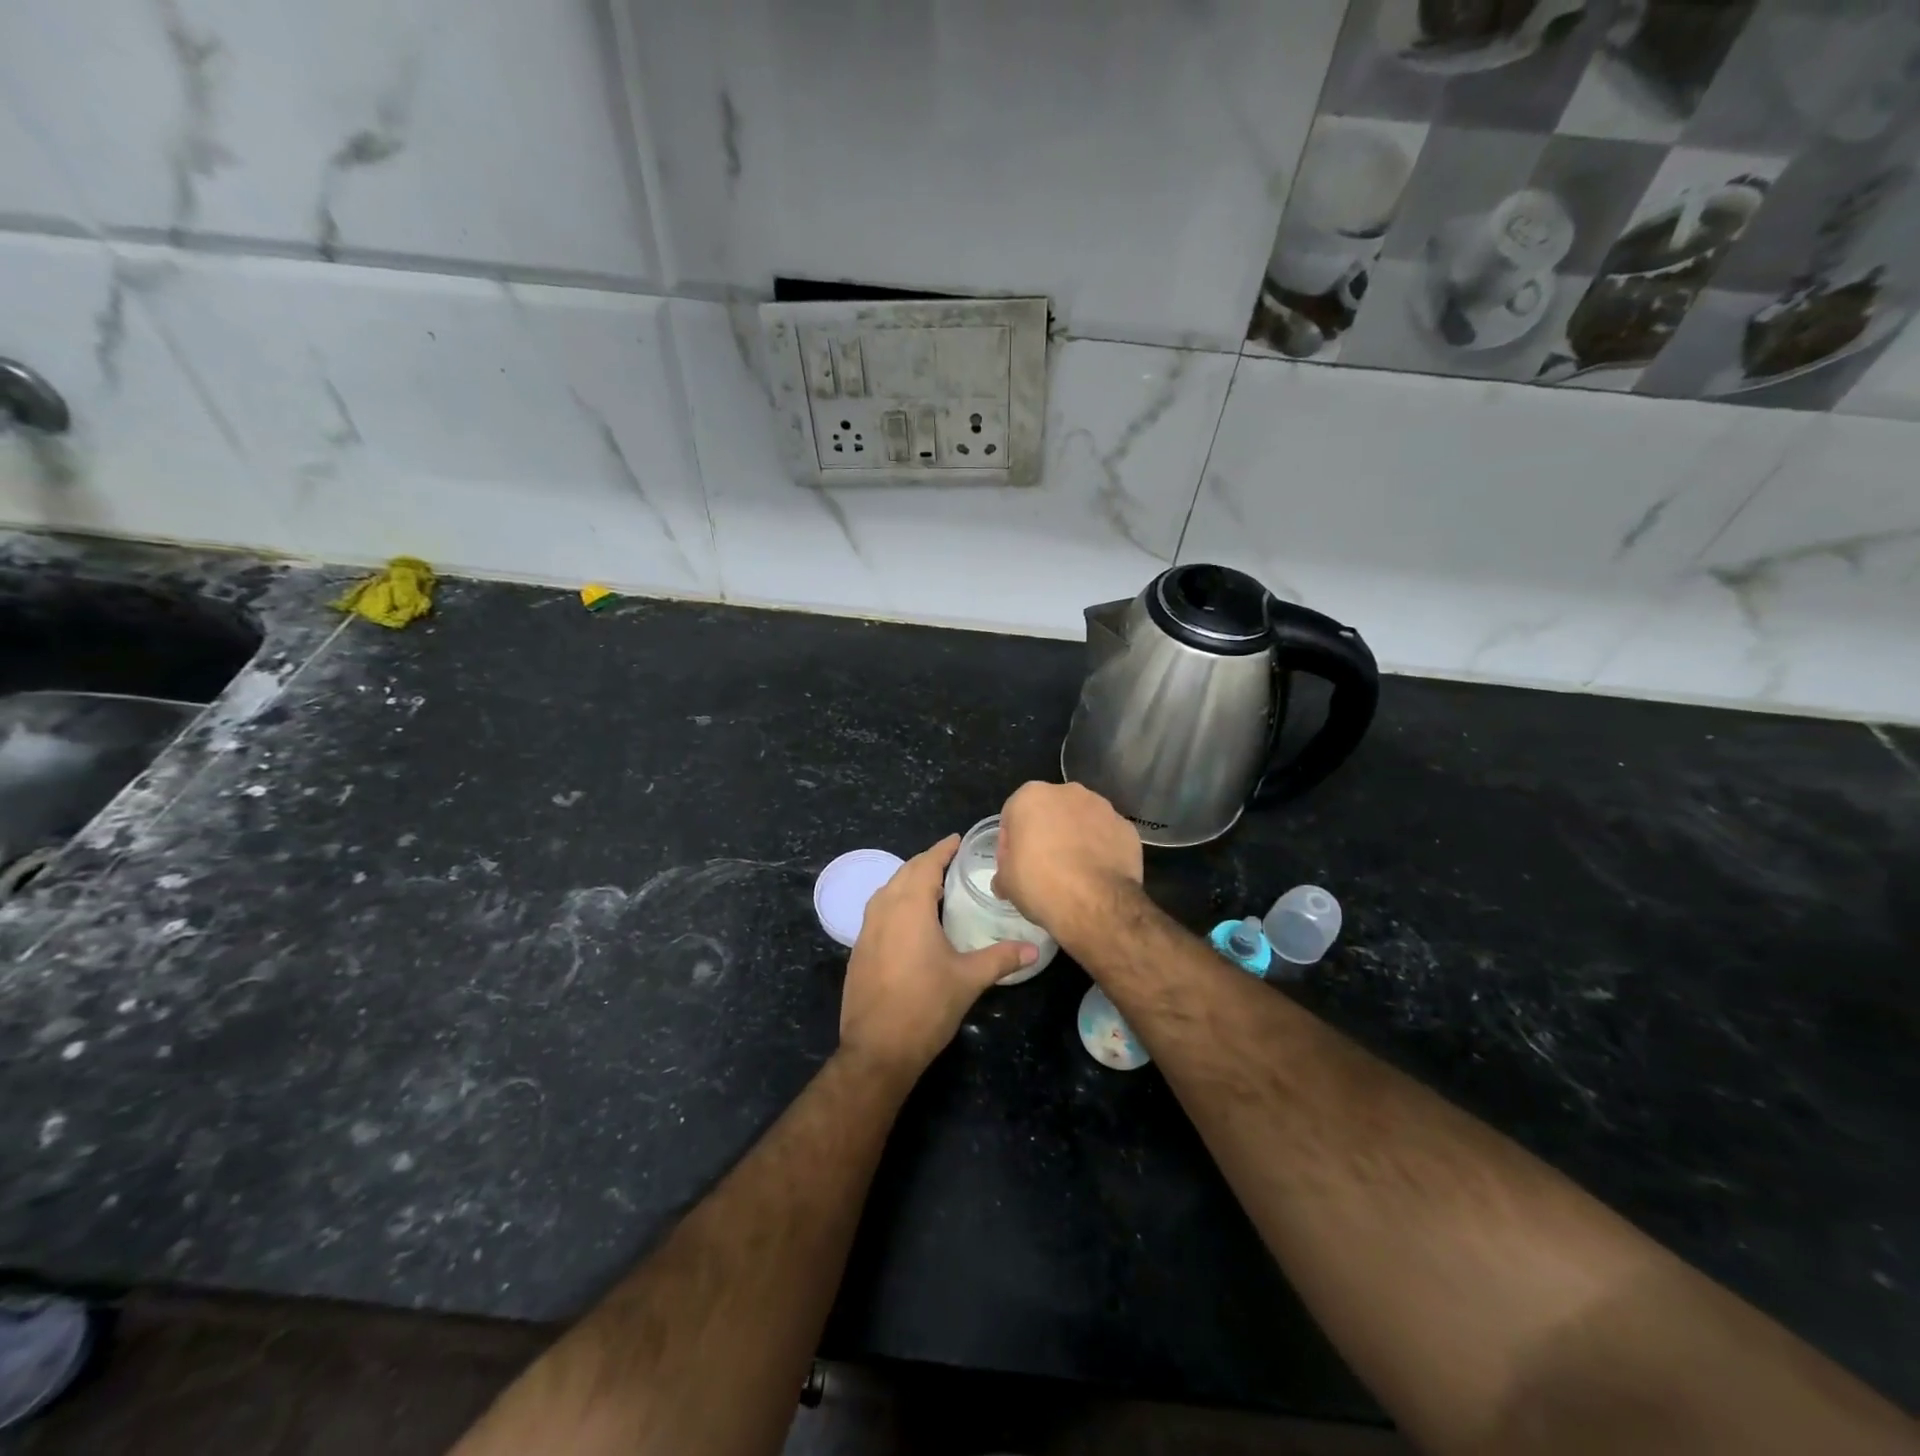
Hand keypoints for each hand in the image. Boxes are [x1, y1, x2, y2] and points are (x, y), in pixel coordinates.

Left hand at [840, 835, 1036, 1080]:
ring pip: (887, 891)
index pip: (926, 865)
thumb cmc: (926, 1007)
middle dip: (926, 863)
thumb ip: (1001, 958)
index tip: (957, 840)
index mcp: (909, 908)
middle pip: (904, 874)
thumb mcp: (969, 980)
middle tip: (950, 861)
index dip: (942, 850)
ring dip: (908, 882)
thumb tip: (1034, 949)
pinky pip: (877, 912)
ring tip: (932, 886)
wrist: (877, 1049)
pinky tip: (910, 920)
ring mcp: (865, 931)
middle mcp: (883, 911)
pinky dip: (895, 903)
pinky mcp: (858, 951)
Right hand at [993, 782, 1142, 942]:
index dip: (1010, 841)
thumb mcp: (1006, 882)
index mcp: (1031, 796)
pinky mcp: (1127, 828)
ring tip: (1073, 872)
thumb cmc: (1040, 884)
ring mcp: (1103, 807)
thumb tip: (1006, 880)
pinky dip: (1101, 850)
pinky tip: (1097, 875)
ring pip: (1081, 821)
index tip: (1014, 865)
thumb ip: (1004, 871)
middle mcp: (1068, 792)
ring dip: (1075, 838)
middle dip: (1046, 833)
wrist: (1095, 903)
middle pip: (1050, 811)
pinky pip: (1106, 836)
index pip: (1013, 814)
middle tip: (1043, 867)